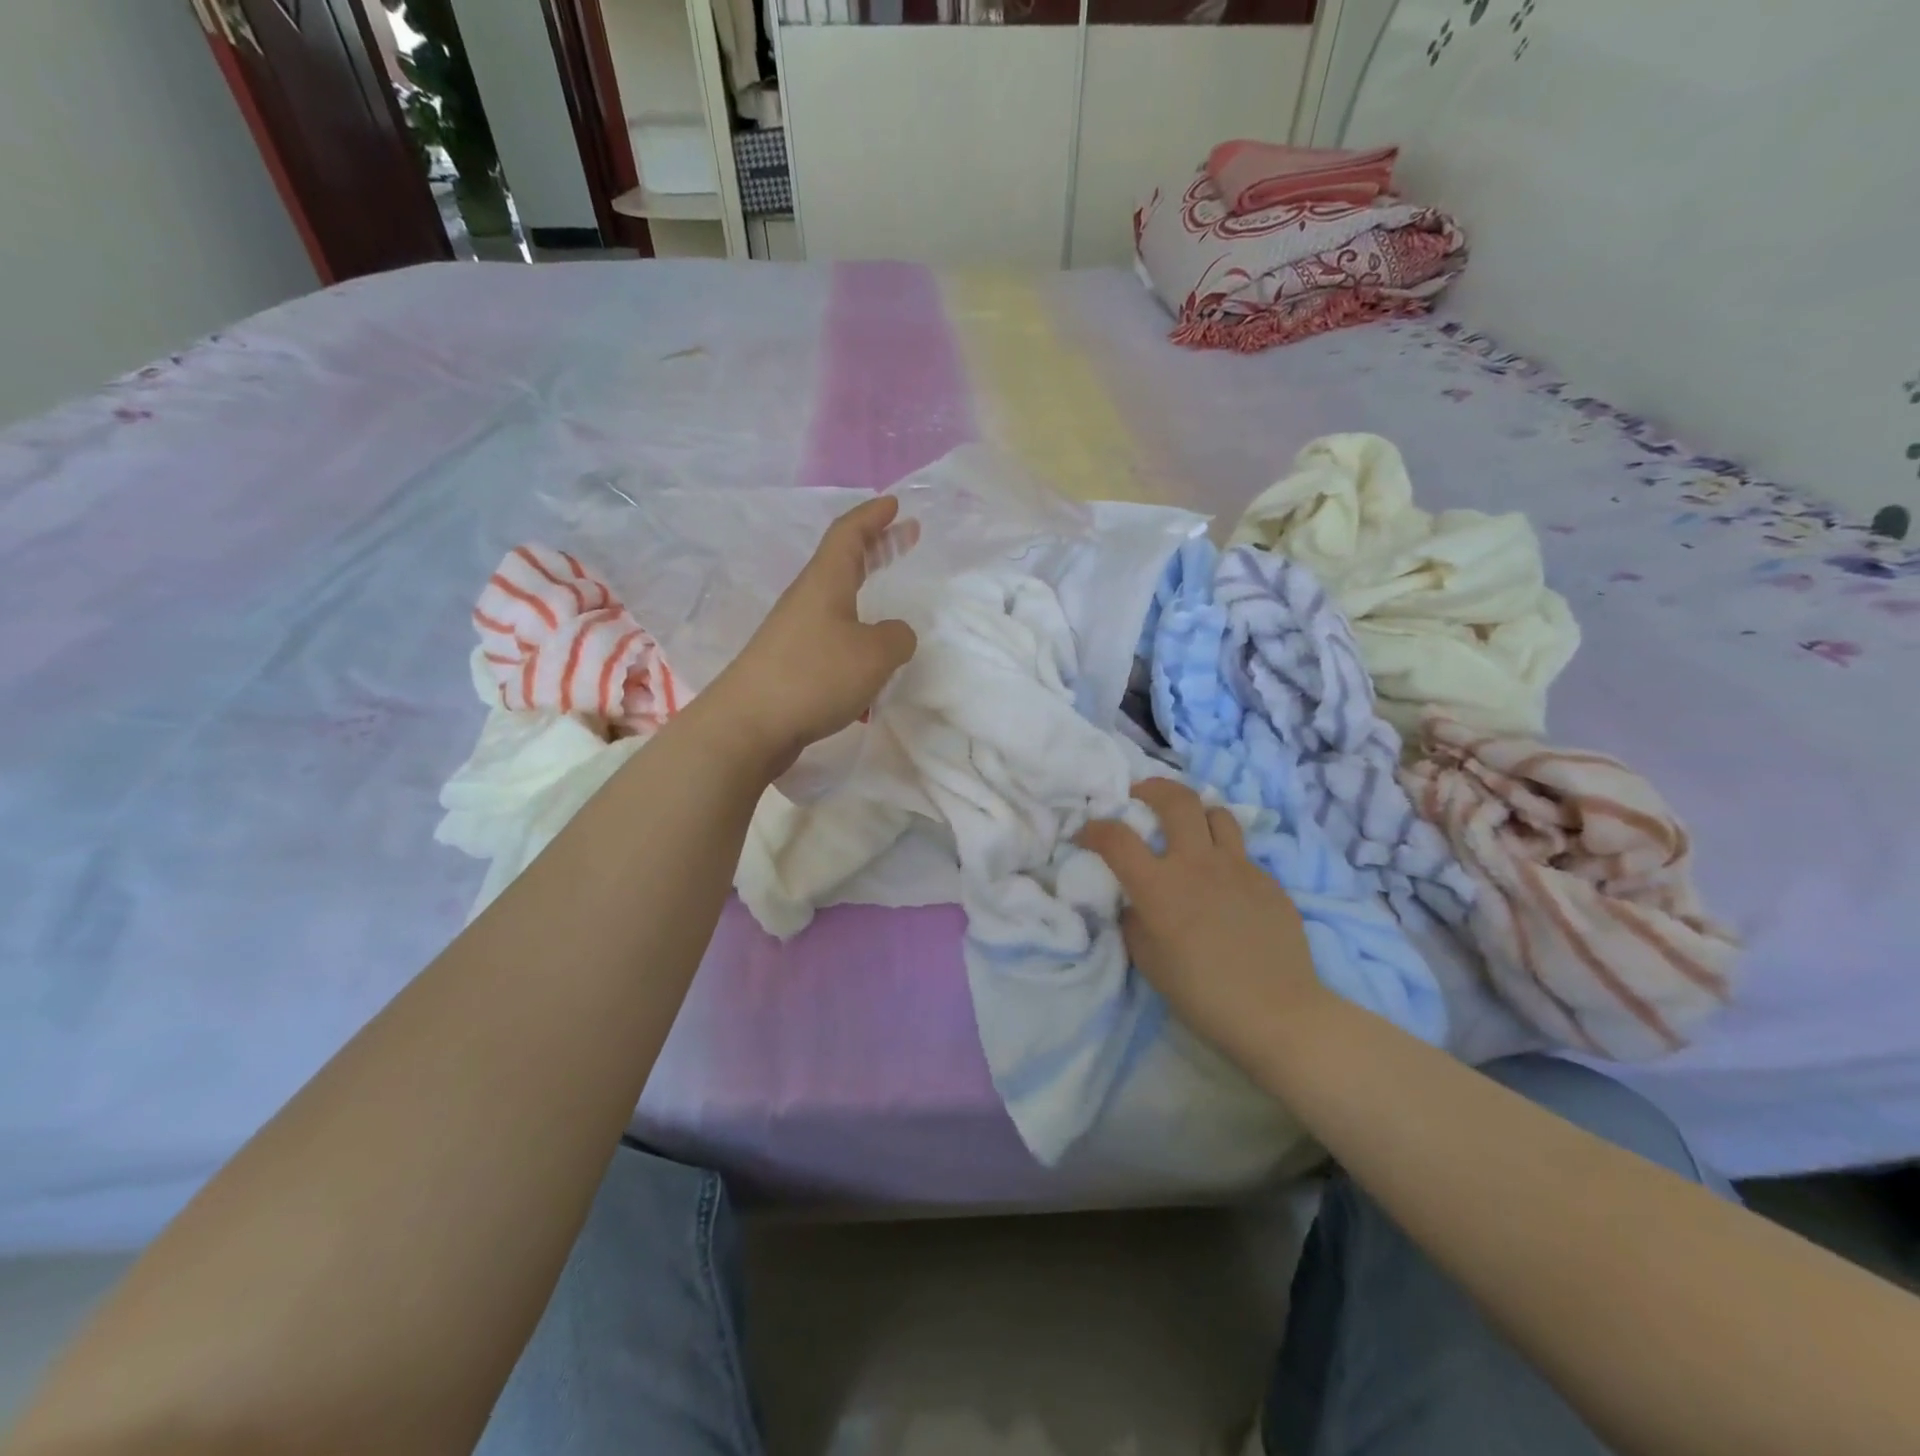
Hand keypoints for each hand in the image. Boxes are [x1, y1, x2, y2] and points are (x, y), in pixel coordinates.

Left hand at [705, 495, 918, 776]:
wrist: (749, 724)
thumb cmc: (815, 676)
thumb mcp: (874, 654)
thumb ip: (897, 638)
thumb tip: (896, 635)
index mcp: (825, 582)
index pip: (849, 534)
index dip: (873, 516)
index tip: (895, 504)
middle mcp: (806, 599)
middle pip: (842, 560)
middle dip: (876, 546)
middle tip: (904, 537)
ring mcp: (794, 631)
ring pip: (836, 596)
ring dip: (864, 587)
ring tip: (888, 592)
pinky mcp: (789, 662)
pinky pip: (830, 631)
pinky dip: (854, 626)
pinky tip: (867, 650)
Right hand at [1077, 779, 1328, 1072]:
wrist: (1277, 1012)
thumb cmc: (1202, 994)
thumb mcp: (1149, 961)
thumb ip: (1135, 920)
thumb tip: (1136, 901)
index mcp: (1160, 886)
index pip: (1116, 838)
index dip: (1094, 829)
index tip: (1086, 835)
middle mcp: (1198, 863)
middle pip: (1176, 799)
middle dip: (1152, 789)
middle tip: (1141, 797)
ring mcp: (1239, 867)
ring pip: (1217, 814)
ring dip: (1196, 814)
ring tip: (1188, 829)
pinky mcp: (1268, 880)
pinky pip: (1241, 853)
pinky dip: (1223, 856)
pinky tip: (1223, 884)